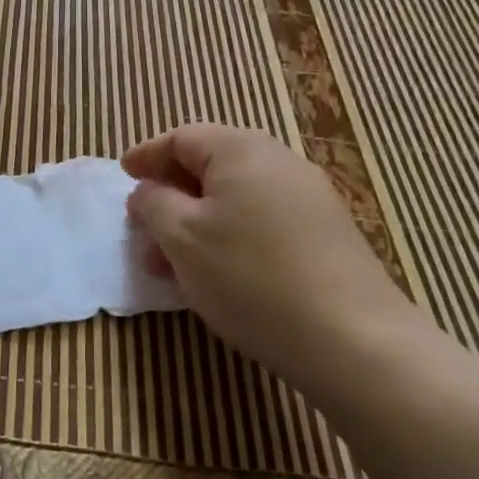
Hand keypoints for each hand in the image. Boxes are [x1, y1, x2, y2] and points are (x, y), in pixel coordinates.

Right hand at [122, 125, 414, 387]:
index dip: (147, 156)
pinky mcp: (326, 235)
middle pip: (210, 167)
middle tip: (143, 227)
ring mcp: (308, 198)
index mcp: (240, 149)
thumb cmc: (251, 277)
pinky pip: (261, 221)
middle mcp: (278, 161)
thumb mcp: (183, 237)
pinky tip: (217, 276)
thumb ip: (154, 203)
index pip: (181, 138)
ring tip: (170, 265)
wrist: (354, 340)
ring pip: (235, 199)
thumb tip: (150, 190)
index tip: (124, 176)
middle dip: (171, 196)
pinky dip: (229, 237)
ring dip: (197, 223)